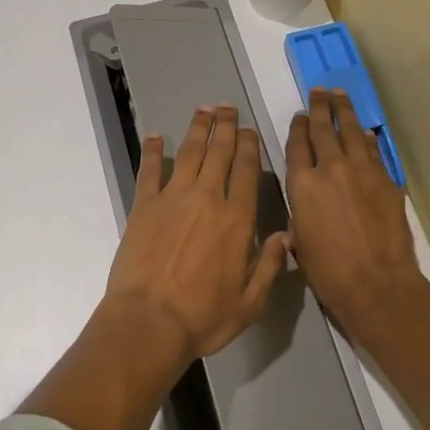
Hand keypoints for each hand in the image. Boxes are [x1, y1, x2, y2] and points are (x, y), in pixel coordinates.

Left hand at [106, 105, 290, 363]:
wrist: (148, 322)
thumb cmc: (203, 317)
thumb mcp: (249, 303)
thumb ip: (270, 266)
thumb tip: (286, 235)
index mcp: (237, 219)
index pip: (247, 171)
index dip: (250, 146)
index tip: (251, 130)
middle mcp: (207, 199)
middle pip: (219, 152)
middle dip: (226, 127)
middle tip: (229, 107)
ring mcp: (172, 198)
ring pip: (188, 153)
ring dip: (197, 128)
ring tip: (204, 109)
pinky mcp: (143, 206)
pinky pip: (149, 171)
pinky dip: (152, 151)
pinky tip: (154, 136)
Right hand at [285, 88, 425, 332]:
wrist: (376, 284)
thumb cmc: (329, 272)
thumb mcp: (300, 240)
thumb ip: (301, 211)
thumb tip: (308, 200)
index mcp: (302, 184)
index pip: (296, 145)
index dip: (297, 127)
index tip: (299, 115)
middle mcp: (329, 168)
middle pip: (322, 129)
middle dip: (319, 107)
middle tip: (318, 91)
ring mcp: (361, 171)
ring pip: (350, 131)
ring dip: (344, 111)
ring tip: (339, 95)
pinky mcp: (386, 180)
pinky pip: (373, 151)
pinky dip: (367, 139)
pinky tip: (365, 133)